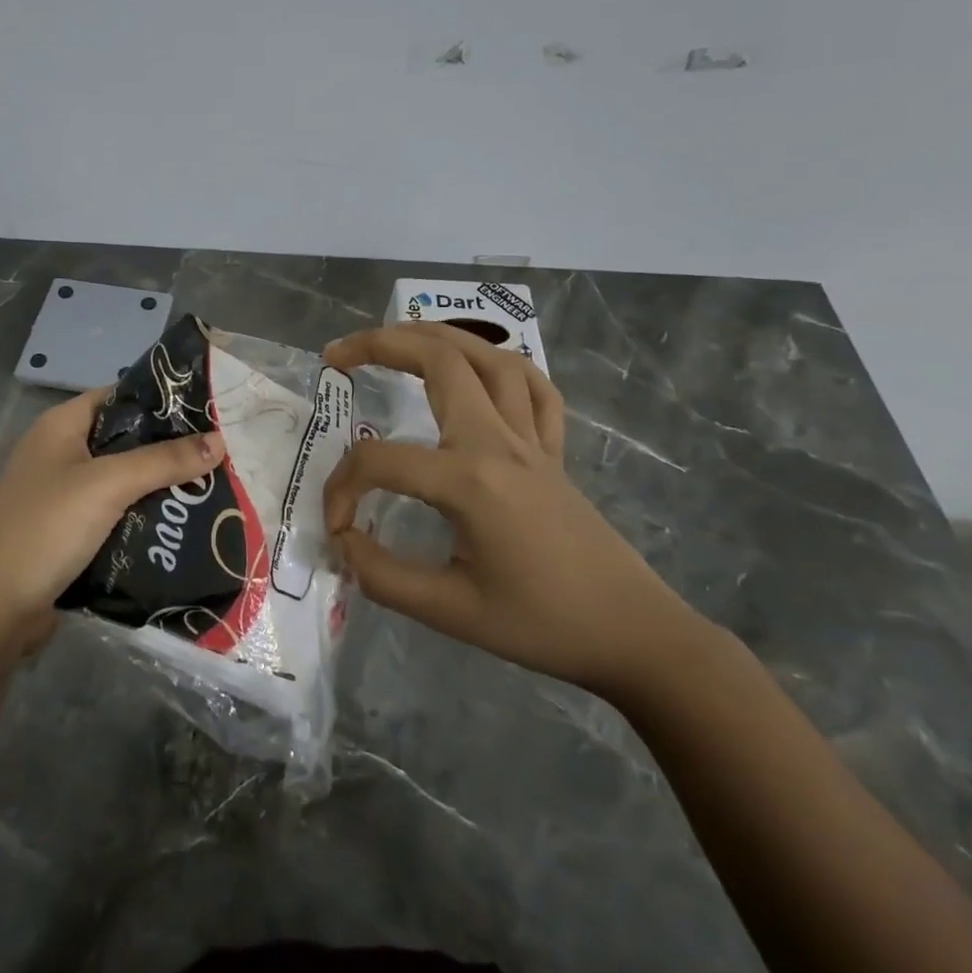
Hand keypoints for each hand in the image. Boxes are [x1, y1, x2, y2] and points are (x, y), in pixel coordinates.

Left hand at [0, 386, 224, 649]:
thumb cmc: (46, 528)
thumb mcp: (108, 485)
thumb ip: (163, 461)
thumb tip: (220, 440)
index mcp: (60, 426)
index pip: (118, 396)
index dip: (160, 399)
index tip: (208, 409)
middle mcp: (59, 453)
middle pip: (123, 440)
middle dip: (167, 448)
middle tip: (219, 453)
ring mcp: (60, 495)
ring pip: (121, 481)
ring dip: (157, 486)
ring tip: (210, 487)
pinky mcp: (66, 533)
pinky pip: (113, 514)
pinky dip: (141, 516)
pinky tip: (178, 524)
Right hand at [322, 323, 703, 695]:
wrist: (634, 635)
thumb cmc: (542, 625)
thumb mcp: (451, 613)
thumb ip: (383, 576)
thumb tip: (343, 542)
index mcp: (469, 480)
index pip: (381, 461)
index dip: (343, 488)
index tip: (337, 527)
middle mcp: (498, 442)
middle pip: (439, 361)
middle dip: (380, 345)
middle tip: (337, 356)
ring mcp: (532, 439)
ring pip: (487, 357)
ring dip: (437, 337)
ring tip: (396, 338)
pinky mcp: (553, 450)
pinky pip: (532, 388)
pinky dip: (500, 365)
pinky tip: (477, 369)